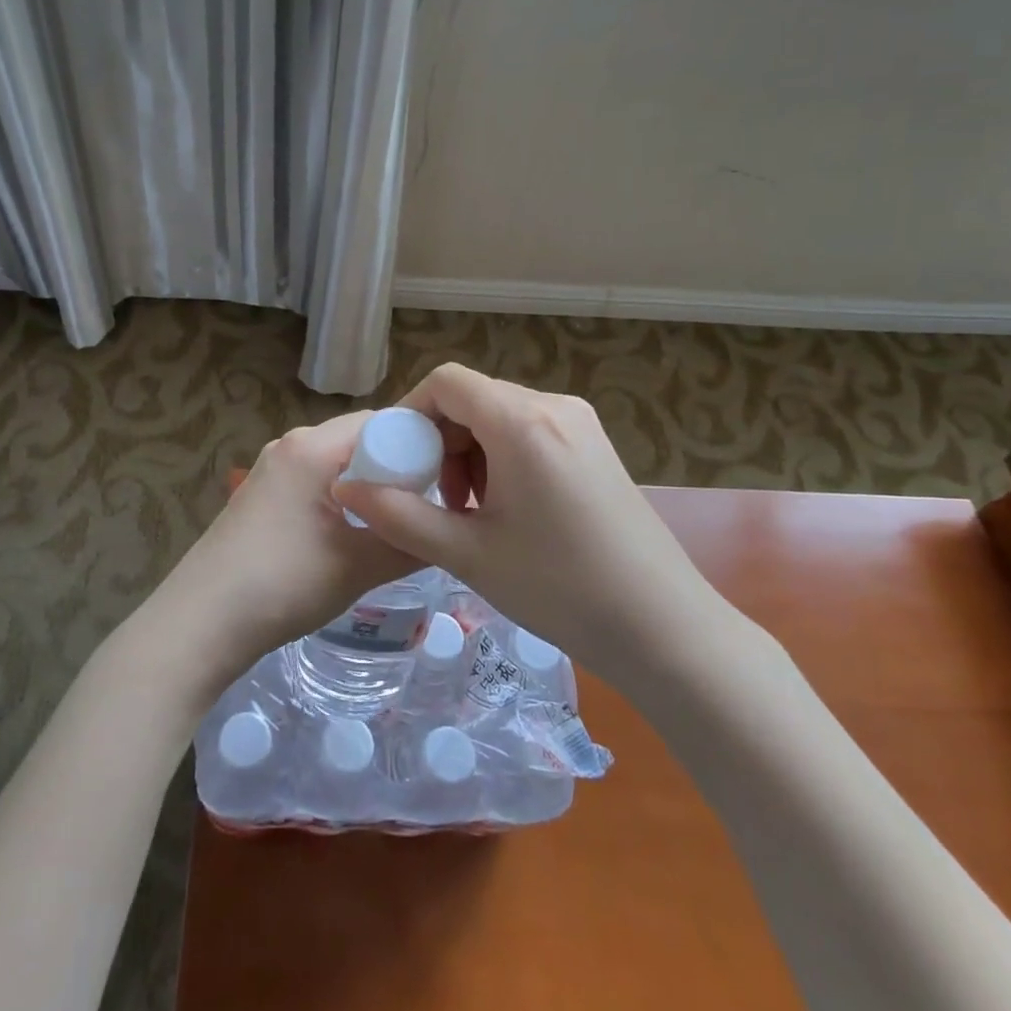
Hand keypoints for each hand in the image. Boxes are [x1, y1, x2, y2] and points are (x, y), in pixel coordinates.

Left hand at [142, 409, 420, 696]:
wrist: (200, 622)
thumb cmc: (284, 584)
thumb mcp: (360, 566)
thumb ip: (411, 543)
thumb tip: (448, 534)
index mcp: (313, 446)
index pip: (383, 422)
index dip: (421, 445)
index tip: (450, 479)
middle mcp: (290, 445)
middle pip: (360, 439)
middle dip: (396, 467)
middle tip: (429, 504)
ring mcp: (271, 469)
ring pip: (337, 462)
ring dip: (369, 484)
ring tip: (397, 521)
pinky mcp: (261, 495)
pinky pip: (315, 480)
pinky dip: (342, 496)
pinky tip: (353, 532)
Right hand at [335, 364, 727, 679]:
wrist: (664, 628)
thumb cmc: (559, 589)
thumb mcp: (467, 553)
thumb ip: (398, 516)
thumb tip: (346, 490)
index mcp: (521, 421)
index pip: (447, 381)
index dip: (411, 412)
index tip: (400, 462)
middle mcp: (554, 406)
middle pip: (474, 398)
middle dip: (442, 441)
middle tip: (437, 499)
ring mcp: (581, 425)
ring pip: (501, 416)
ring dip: (471, 453)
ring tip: (470, 512)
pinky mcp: (596, 447)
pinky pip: (531, 433)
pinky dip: (503, 459)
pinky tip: (507, 511)